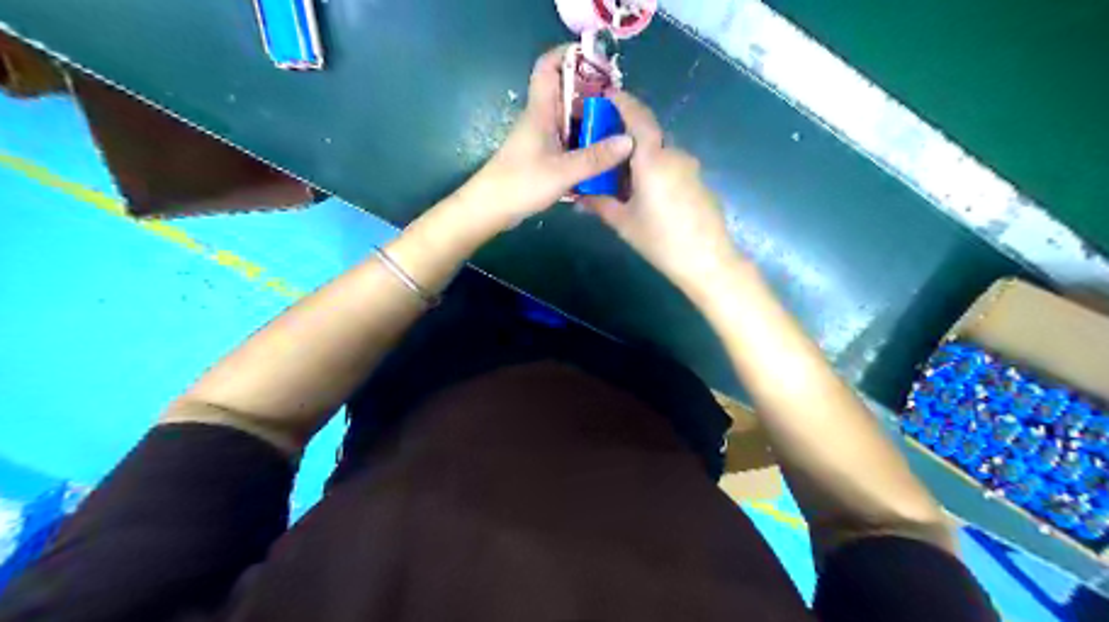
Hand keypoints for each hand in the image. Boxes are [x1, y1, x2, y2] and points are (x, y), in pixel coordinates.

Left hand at [458, 44, 631, 229]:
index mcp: (541, 111)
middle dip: (593, 93)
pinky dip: (584, 143)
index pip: (549, 66)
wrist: (489, 209)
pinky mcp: (541, 158)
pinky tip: (602, 156)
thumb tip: (629, 140)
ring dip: (591, 121)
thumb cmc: (521, 183)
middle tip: (621, 104)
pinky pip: (568, 142)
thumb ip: (596, 157)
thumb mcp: (562, 172)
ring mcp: (541, 139)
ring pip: (569, 119)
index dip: (570, 55)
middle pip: (566, 93)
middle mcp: (541, 119)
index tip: (600, 62)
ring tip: (618, 129)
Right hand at [581, 92, 743, 293]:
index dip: (623, 103)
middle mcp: (674, 155)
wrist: (707, 260)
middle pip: (649, 137)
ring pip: (661, 154)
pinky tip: (648, 195)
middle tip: (606, 152)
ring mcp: (691, 168)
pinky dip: (657, 171)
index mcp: (653, 160)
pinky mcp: (700, 182)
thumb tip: (579, 194)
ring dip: (642, 159)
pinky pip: (673, 167)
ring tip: (624, 181)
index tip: (608, 96)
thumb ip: (600, 203)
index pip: (638, 118)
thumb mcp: (624, 223)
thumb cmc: (660, 240)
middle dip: (627, 138)